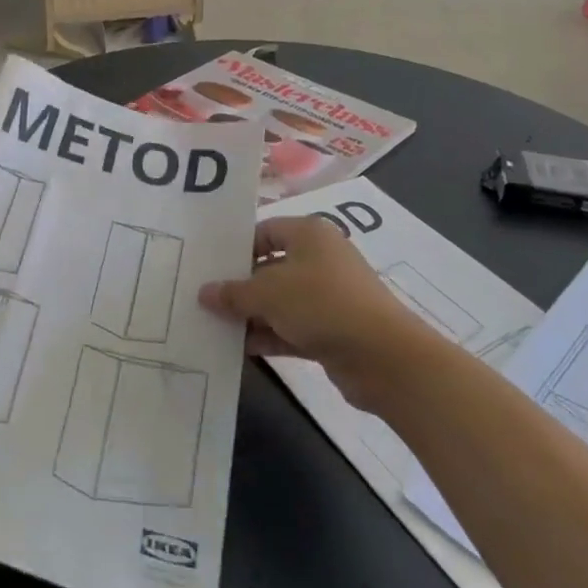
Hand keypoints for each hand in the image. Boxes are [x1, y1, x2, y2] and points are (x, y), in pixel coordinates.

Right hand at [199, 216, 426, 412]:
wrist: (383, 357)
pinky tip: (240, 347)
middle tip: (204, 298)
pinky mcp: (332, 330)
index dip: (237, 247)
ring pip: (280, 301)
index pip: (264, 231)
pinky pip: (292, 328)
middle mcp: (320, 259)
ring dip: (252, 314)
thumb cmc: (321, 304)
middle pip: (270, 267)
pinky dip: (269, 336)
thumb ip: (233, 293)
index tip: (209, 266)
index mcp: (309, 234)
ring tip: (214, 325)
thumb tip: (204, 292)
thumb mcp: (268, 293)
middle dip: (240, 285)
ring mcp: (328, 296)